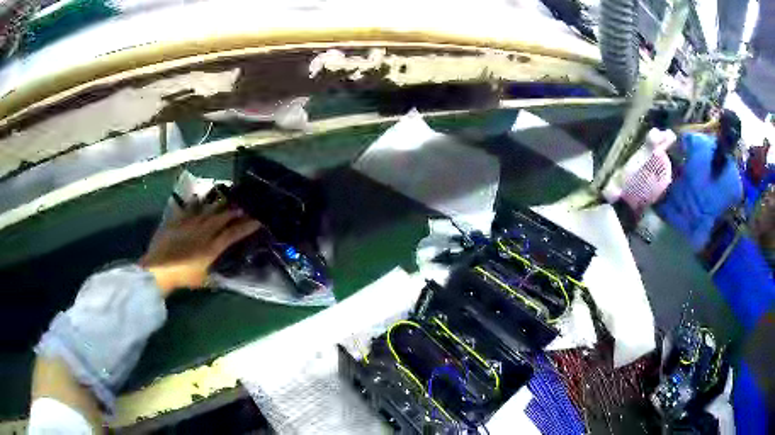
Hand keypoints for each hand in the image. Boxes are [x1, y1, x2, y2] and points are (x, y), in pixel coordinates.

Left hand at [139, 202, 260, 295]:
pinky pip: (188, 207)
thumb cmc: (183, 277)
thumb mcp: (204, 280)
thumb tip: (228, 272)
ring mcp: (189, 223)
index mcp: (212, 247)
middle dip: (234, 211)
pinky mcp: (177, 220)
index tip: (258, 221)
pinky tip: (198, 198)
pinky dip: (194, 202)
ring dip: (218, 203)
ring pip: (207, 209)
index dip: (246, 226)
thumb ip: (217, 273)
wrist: (158, 268)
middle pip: (222, 217)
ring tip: (226, 198)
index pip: (233, 233)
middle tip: (243, 206)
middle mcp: (204, 231)